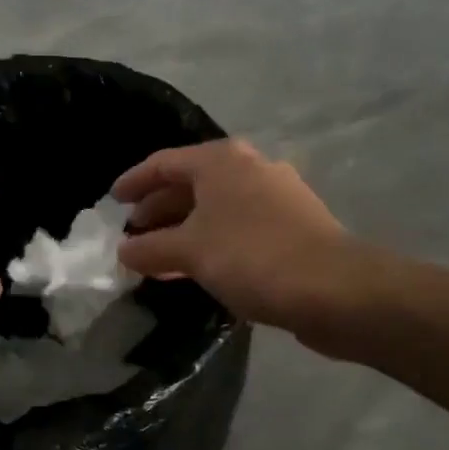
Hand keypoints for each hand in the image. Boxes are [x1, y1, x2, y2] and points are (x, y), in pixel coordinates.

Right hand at [113, 140, 350, 333]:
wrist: (335, 289)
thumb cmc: (252, 256)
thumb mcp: (189, 252)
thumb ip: (150, 248)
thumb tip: (124, 250)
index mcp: (221, 160)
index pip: (163, 163)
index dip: (134, 182)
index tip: (113, 201)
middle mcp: (250, 167)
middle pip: (191, 183)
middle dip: (159, 208)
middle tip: (133, 233)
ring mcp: (276, 195)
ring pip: (215, 207)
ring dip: (184, 228)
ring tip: (159, 255)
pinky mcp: (293, 224)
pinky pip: (238, 225)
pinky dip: (212, 240)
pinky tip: (199, 267)